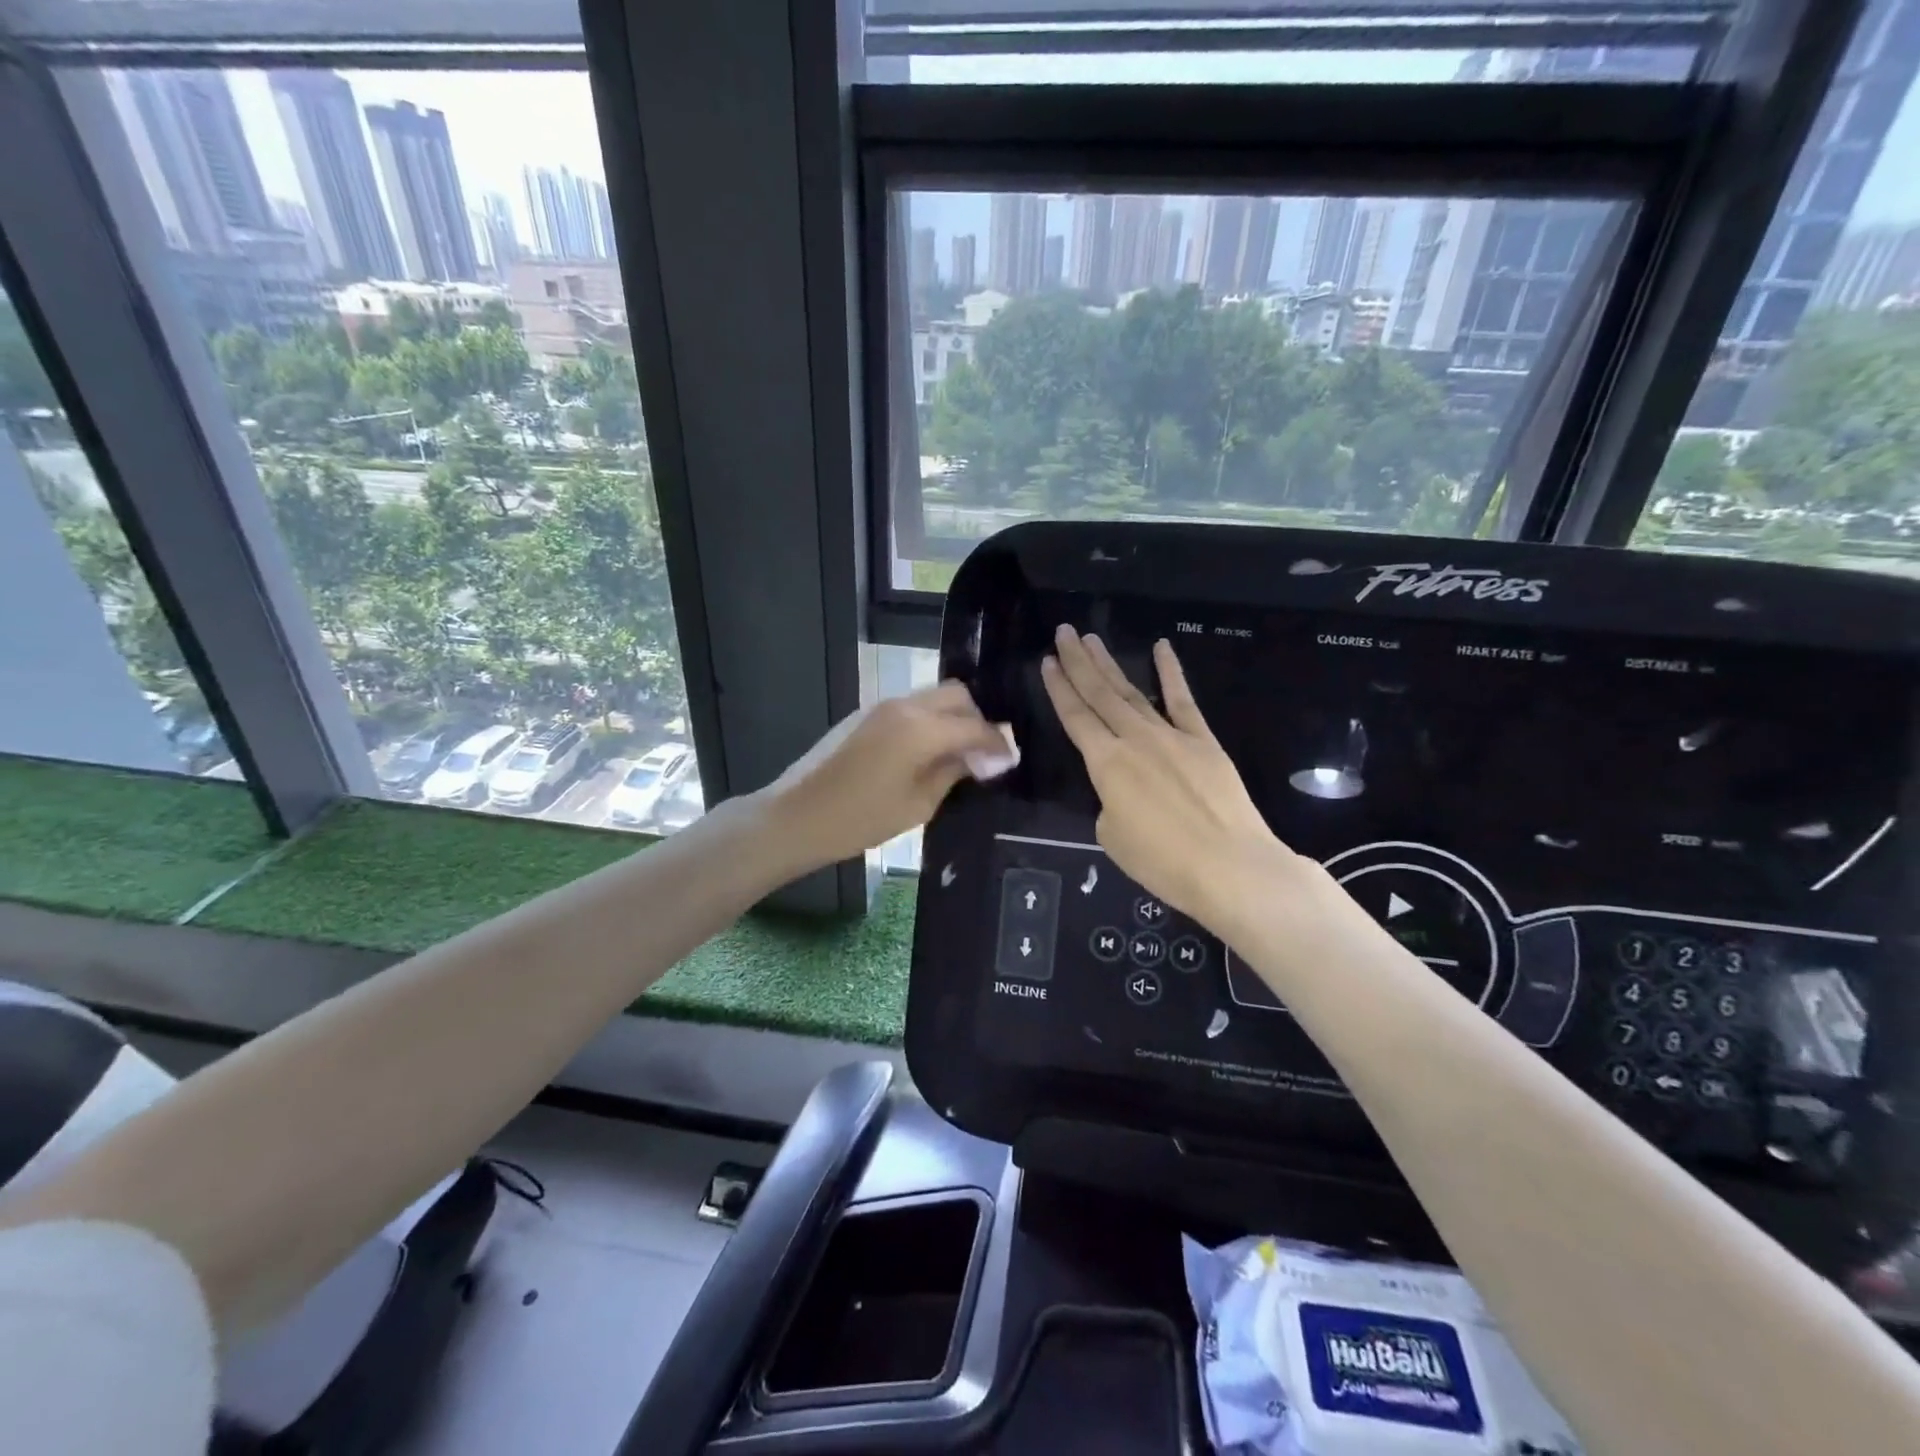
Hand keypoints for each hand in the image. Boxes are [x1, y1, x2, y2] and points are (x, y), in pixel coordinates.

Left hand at [763, 681, 1012, 873]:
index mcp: (920, 729)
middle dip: (978, 719)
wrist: (795, 816)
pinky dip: (930, 720)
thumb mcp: (917, 805)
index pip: (975, 725)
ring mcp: (882, 706)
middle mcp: (904, 706)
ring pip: (933, 697)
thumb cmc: (859, 819)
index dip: (997, 742)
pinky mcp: (866, 714)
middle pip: (957, 695)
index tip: (1010, 760)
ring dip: (952, 717)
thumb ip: (954, 773)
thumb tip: (983, 759)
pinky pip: (912, 706)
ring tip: (959, 753)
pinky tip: (929, 750)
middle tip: (984, 754)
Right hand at [1041, 625, 1302, 931]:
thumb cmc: (1163, 862)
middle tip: (1064, 633)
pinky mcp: (1203, 741)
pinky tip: (1162, 648)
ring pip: (1133, 692)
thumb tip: (1122, 791)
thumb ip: (1109, 803)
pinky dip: (1172, 673)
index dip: (1059, 688)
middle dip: (1079, 663)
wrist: (1230, 866)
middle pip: (1100, 695)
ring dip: (1110, 664)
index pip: (1075, 717)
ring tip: (1092, 639)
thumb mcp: (1113, 837)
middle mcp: (1135, 740)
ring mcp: (1172, 736)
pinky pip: (1183, 701)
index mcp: (1106, 764)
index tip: (1047, 662)